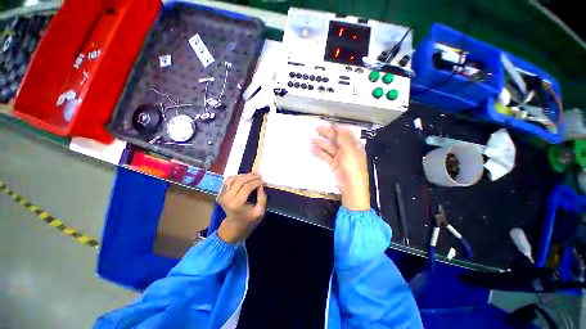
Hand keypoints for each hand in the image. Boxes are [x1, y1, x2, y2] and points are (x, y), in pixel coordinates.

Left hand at [216, 173, 266, 242]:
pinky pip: (227, 181)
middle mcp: (227, 198)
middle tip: (259, 175)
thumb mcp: (260, 212)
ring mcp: (221, 195)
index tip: (263, 181)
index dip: (256, 182)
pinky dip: (236, 177)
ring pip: (233, 179)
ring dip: (244, 175)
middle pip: (239, 181)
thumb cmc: (249, 220)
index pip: (247, 187)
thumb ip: (262, 197)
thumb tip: (261, 184)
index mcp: (237, 204)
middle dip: (251, 176)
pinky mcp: (220, 194)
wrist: (234, 227)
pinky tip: (244, 178)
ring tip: (253, 175)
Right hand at [311, 125, 369, 210]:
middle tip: (316, 128)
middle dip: (326, 133)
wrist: (351, 187)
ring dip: (320, 142)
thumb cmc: (353, 168)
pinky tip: (312, 148)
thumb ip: (343, 138)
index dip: (337, 127)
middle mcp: (347, 150)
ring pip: (329, 147)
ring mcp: (340, 157)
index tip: (327, 123)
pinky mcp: (334, 164)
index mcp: (354, 145)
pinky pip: (325, 156)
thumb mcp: (350, 151)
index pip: (345, 133)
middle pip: (336, 139)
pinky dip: (319, 151)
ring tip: (311, 138)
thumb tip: (338, 127)